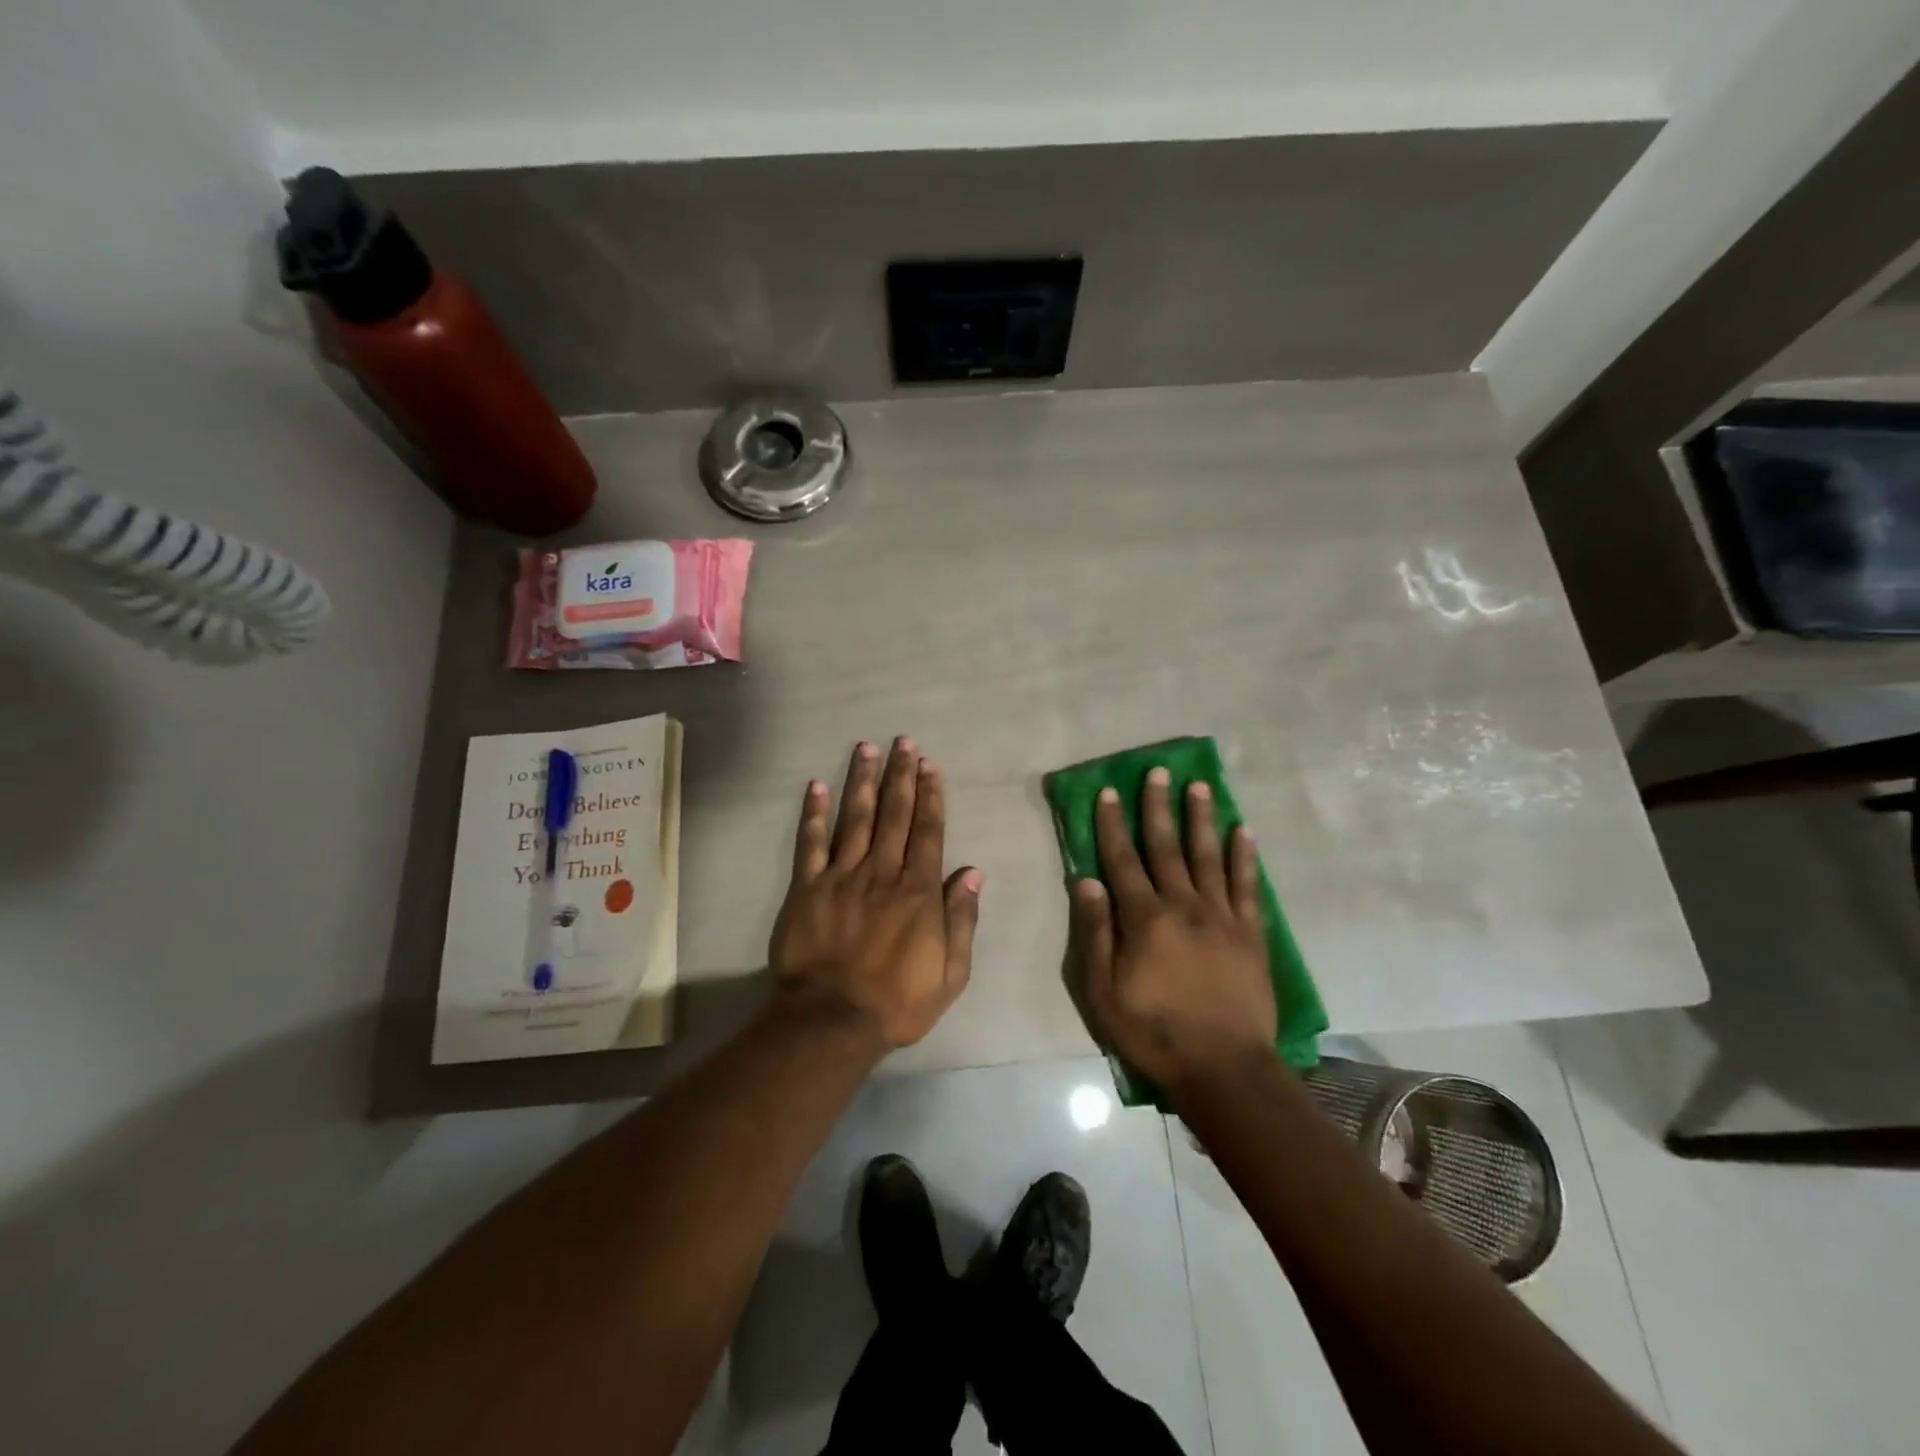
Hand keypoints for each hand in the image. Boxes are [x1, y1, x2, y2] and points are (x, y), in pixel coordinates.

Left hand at [770, 737, 981, 1048]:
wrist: (832, 1022)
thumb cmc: (898, 1001)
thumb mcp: (950, 973)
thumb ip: (962, 920)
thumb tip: (973, 873)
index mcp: (918, 891)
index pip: (928, 832)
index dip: (930, 796)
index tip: (930, 765)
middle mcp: (881, 873)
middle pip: (893, 815)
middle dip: (900, 776)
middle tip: (902, 742)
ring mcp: (841, 877)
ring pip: (855, 819)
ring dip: (862, 781)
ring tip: (866, 749)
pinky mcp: (807, 889)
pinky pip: (810, 845)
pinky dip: (814, 815)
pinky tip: (817, 787)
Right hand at [1071, 768, 1276, 1095]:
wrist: (1224, 1068)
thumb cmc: (1154, 1031)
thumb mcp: (1103, 991)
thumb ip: (1096, 933)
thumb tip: (1087, 880)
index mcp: (1144, 918)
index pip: (1122, 860)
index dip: (1112, 824)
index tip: (1108, 792)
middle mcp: (1183, 905)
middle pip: (1166, 847)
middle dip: (1158, 807)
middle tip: (1158, 771)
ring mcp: (1222, 917)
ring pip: (1208, 856)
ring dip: (1201, 819)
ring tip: (1200, 786)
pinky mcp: (1251, 933)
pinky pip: (1247, 886)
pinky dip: (1245, 857)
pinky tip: (1243, 831)